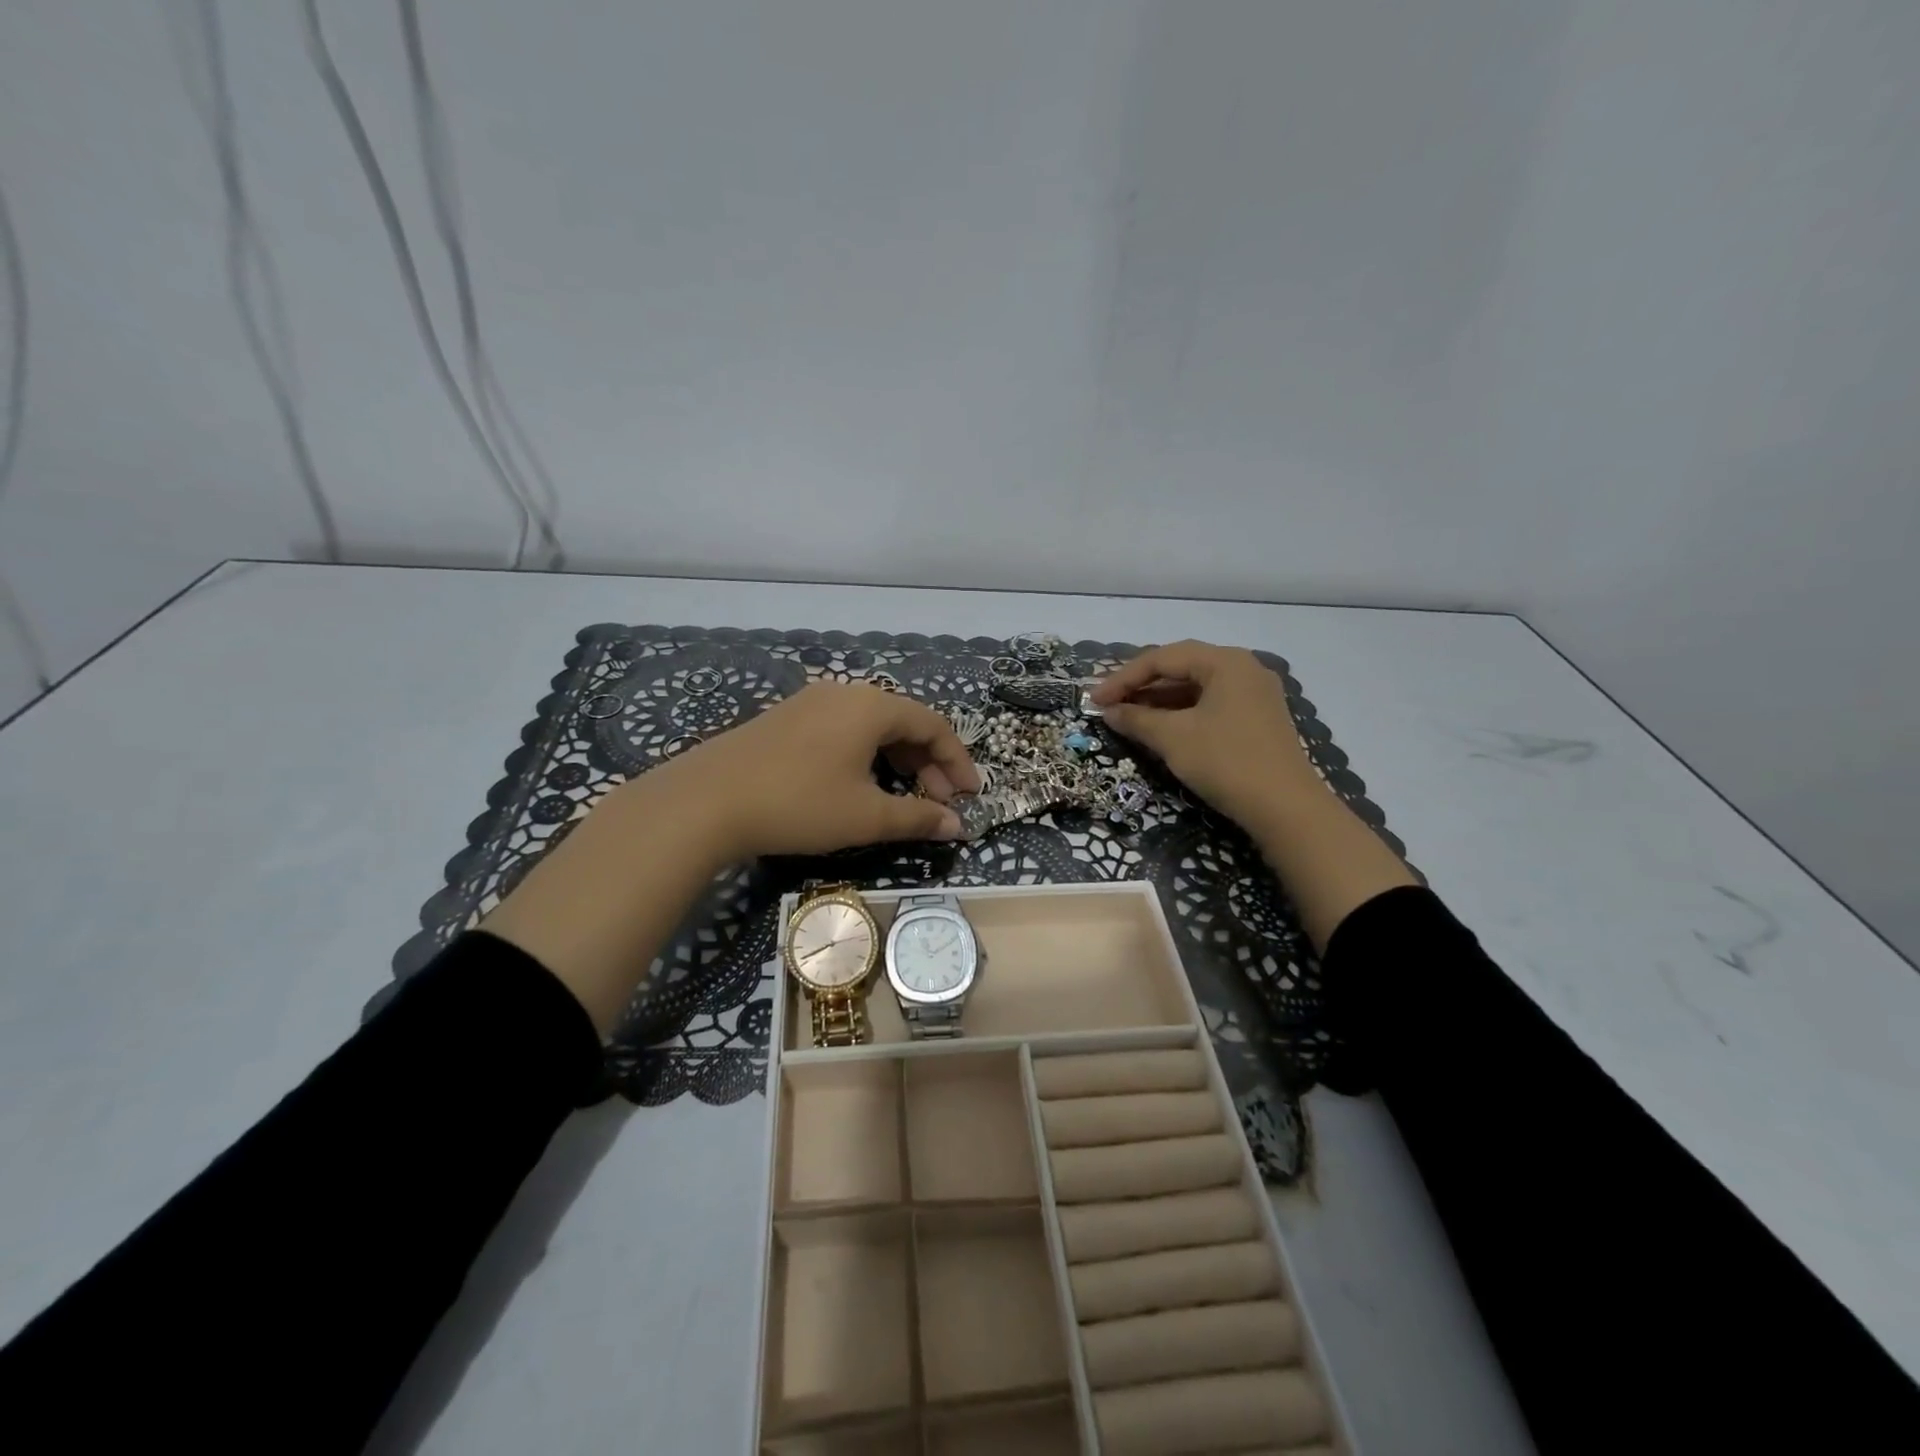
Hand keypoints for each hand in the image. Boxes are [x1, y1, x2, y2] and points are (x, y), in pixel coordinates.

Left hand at [484, 683, 978, 1030]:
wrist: (705, 800)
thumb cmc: (798, 804)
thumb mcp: (866, 816)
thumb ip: (917, 817)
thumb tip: (958, 826)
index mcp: (872, 706)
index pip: (933, 725)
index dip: (957, 761)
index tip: (970, 796)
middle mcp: (845, 693)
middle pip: (904, 721)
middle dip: (928, 763)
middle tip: (938, 802)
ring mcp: (811, 702)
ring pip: (872, 726)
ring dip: (897, 760)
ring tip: (904, 797)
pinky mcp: (786, 718)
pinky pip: (843, 730)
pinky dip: (866, 755)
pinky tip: (860, 785)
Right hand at [1091, 640, 1313, 827]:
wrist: (1286, 809)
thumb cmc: (1226, 762)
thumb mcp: (1173, 738)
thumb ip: (1136, 719)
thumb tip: (1109, 711)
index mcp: (1225, 662)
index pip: (1162, 658)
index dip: (1123, 678)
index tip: (1094, 699)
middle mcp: (1243, 669)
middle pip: (1181, 668)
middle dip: (1140, 686)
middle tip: (1108, 704)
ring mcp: (1254, 694)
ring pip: (1195, 688)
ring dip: (1159, 701)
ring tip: (1127, 717)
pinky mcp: (1257, 719)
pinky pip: (1210, 705)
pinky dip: (1181, 714)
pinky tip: (1160, 729)